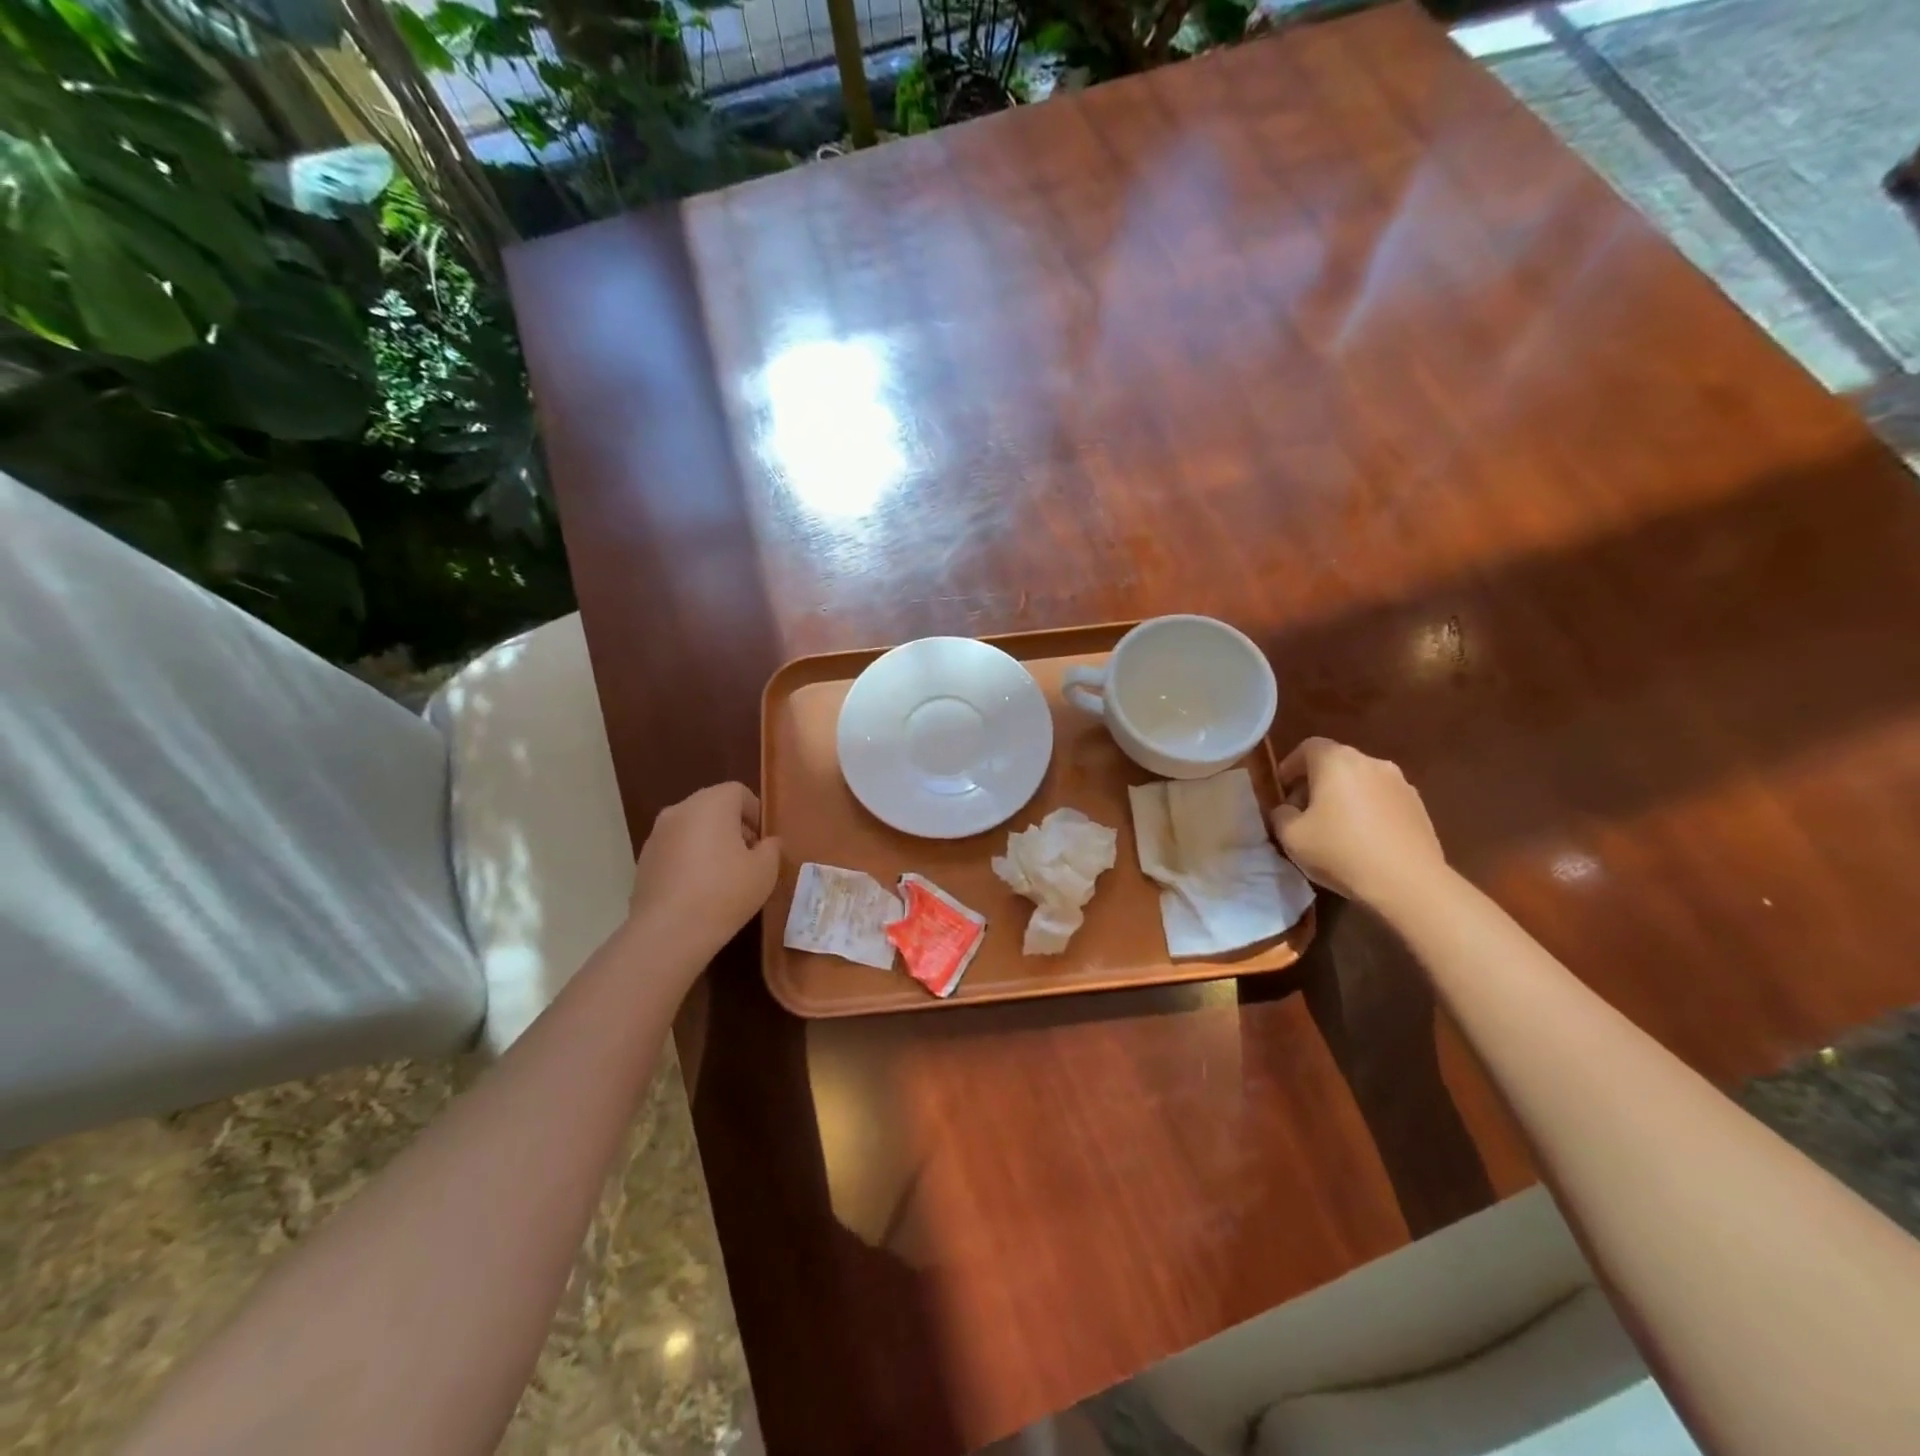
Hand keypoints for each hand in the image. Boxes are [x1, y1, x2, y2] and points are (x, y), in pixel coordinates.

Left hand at [629, 782, 781, 955]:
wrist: (669, 931)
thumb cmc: (725, 892)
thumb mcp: (765, 870)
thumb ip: (771, 848)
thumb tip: (766, 843)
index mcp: (712, 803)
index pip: (738, 792)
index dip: (755, 813)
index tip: (763, 841)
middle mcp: (680, 810)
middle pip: (713, 807)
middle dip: (732, 826)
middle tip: (747, 856)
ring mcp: (657, 835)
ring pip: (691, 828)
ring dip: (709, 842)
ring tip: (723, 876)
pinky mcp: (643, 860)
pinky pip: (675, 849)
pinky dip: (689, 859)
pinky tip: (698, 889)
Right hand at [1270, 738, 1446, 907]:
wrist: (1409, 883)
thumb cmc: (1341, 852)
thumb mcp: (1291, 836)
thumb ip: (1280, 814)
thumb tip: (1287, 809)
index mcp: (1336, 761)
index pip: (1307, 747)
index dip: (1290, 766)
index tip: (1282, 790)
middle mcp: (1370, 762)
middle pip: (1336, 763)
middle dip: (1316, 782)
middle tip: (1304, 811)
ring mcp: (1400, 783)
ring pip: (1361, 781)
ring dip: (1344, 796)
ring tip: (1335, 828)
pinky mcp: (1419, 806)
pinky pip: (1383, 799)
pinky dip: (1368, 810)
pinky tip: (1363, 839)